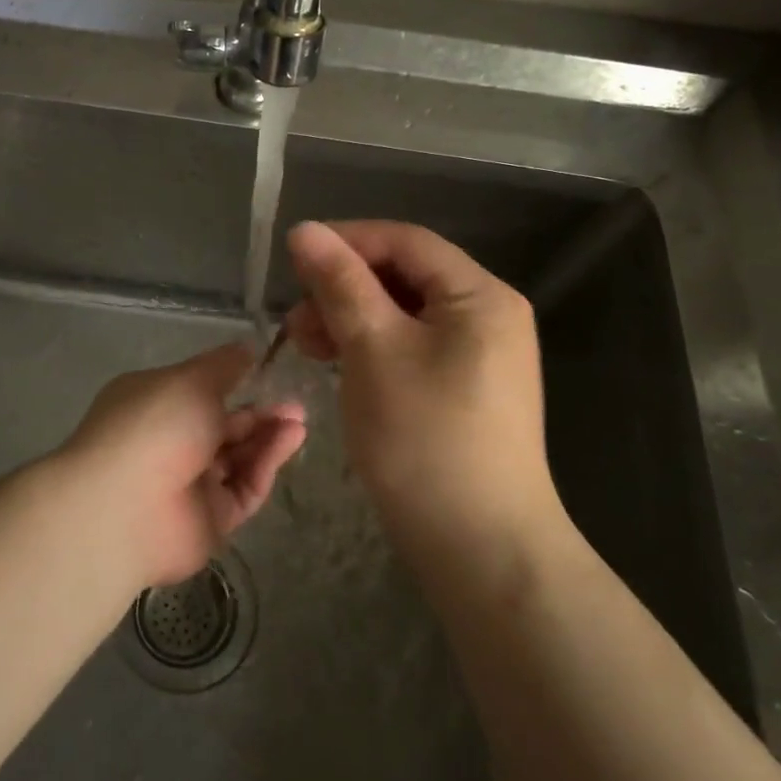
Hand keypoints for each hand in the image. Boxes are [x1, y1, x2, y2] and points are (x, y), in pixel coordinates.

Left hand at [59, 343, 305, 588]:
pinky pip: (244, 488)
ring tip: (299, 421)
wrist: (126, 507)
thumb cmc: (155, 425)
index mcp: (154, 403)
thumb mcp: (192, 380)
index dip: (234, 382)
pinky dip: (266, 464)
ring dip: (268, 436)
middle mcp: (169, 442)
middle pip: (223, 426)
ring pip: (238, 457)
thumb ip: (224, 365)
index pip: (198, 390)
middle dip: (259, 412)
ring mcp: (189, 483)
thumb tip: (246, 349)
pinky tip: (290, 441)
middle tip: (295, 403)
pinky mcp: (211, 519)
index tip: (268, 373)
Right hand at [284, 220, 563, 567]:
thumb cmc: (425, 439)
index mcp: (479, 295)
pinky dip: (371, 349)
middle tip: (296, 320)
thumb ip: (341, 284)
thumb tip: (306, 230)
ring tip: (306, 345)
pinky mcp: (464, 390)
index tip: (293, 259)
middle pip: (405, 276)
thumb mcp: (374, 350)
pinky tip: (337, 365)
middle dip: (344, 288)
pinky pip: (411, 348)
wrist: (482, 550)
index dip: (346, 241)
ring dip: (351, 319)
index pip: (405, 242)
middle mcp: (488, 316)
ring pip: (404, 314)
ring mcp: (480, 356)